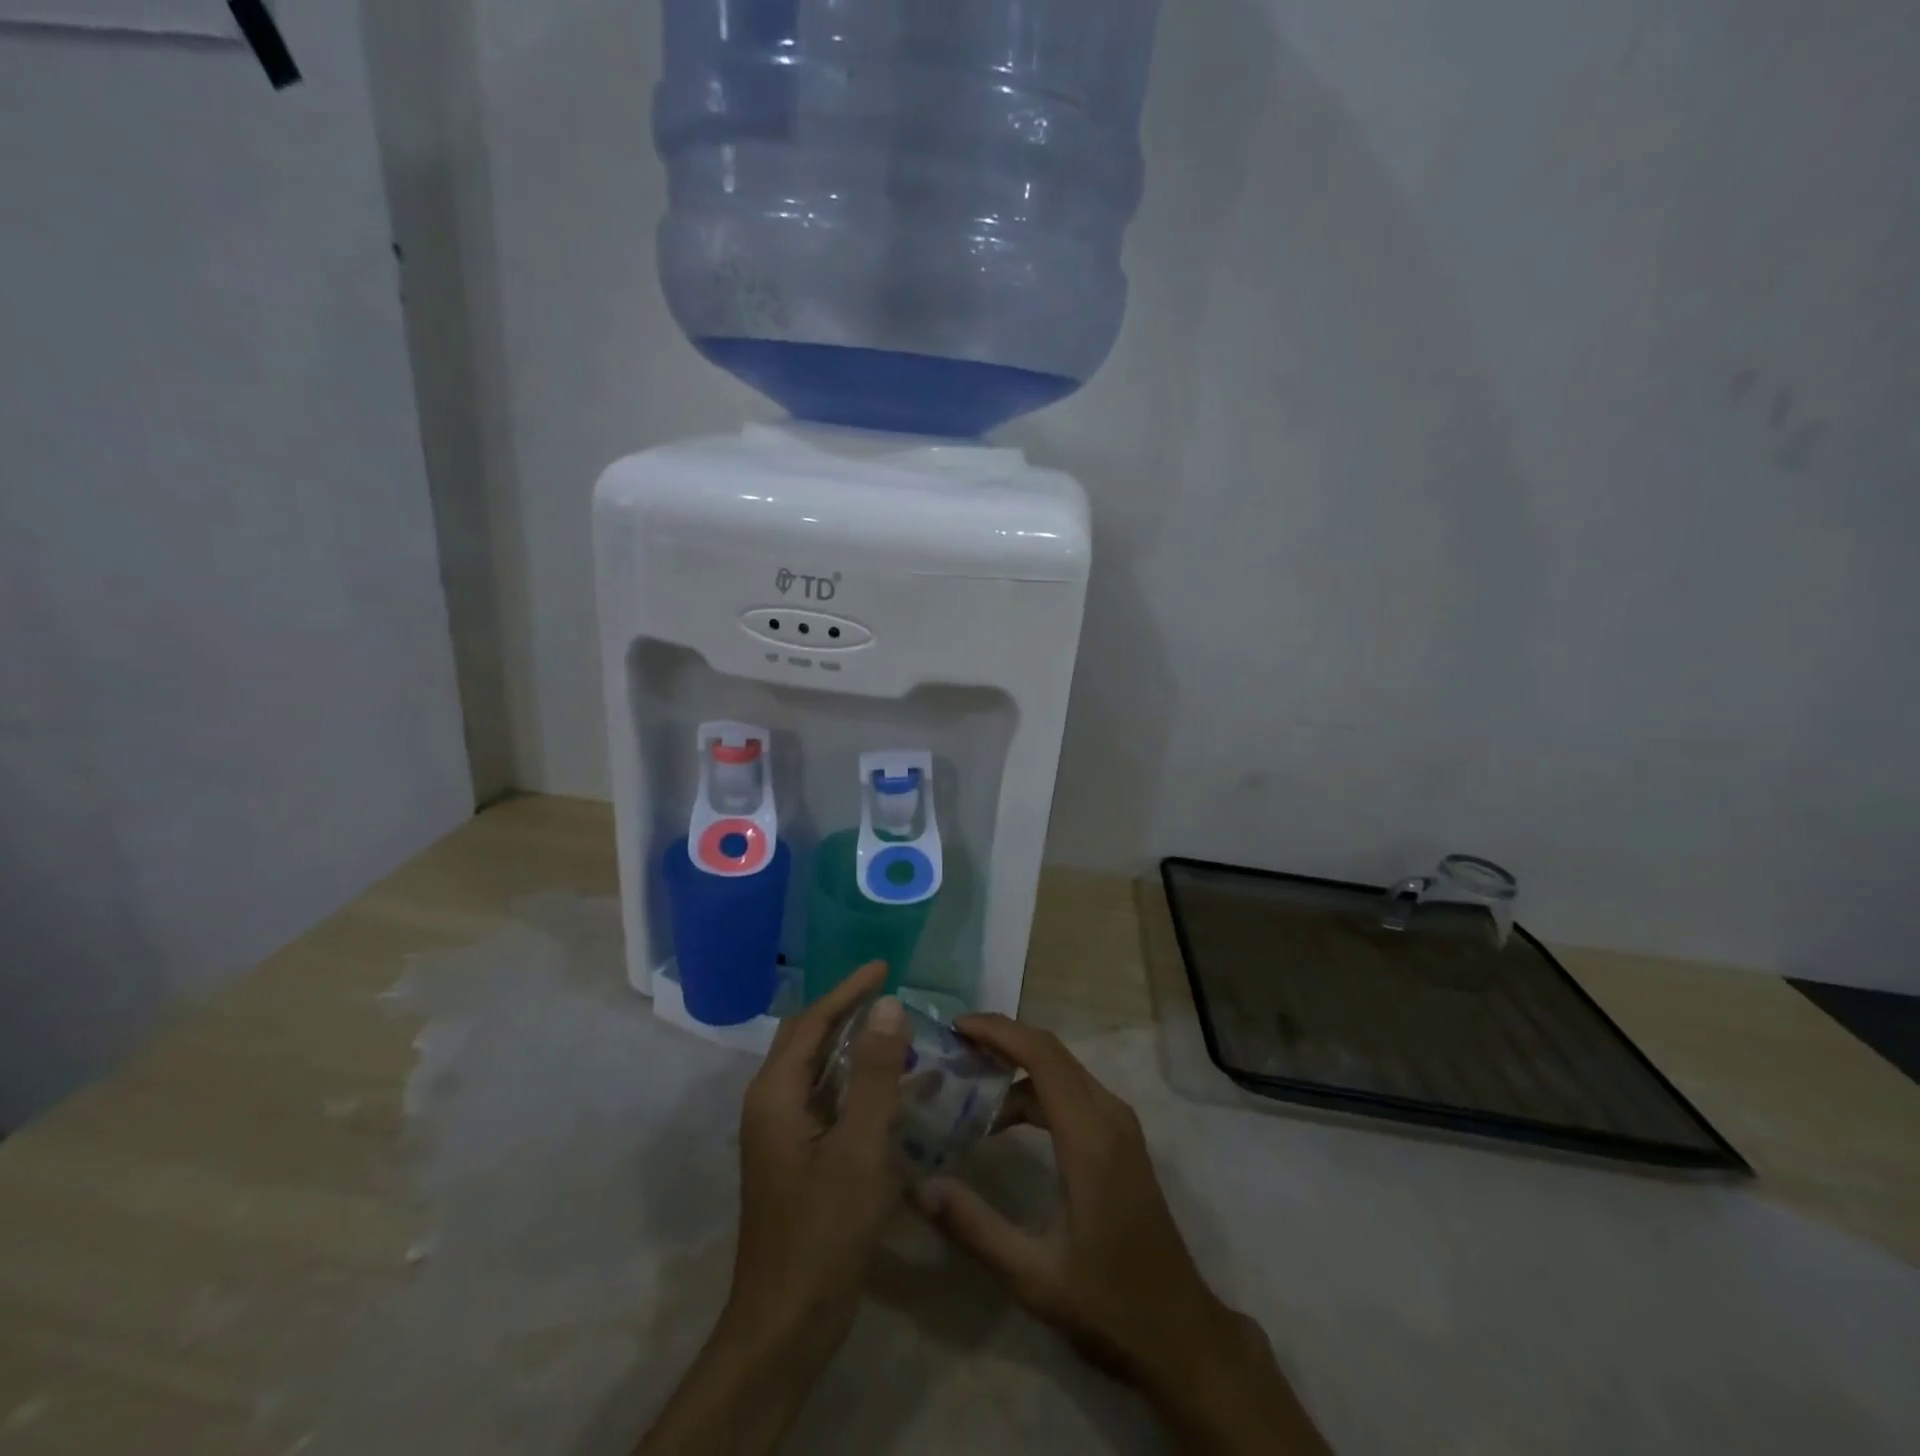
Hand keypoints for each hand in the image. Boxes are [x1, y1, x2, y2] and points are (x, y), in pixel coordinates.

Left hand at [729, 958, 908, 1349]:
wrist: (786, 1322)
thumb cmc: (824, 1230)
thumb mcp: (860, 1147)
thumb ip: (875, 1073)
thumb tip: (888, 1005)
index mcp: (776, 1093)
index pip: (813, 1021)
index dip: (849, 990)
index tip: (885, 965)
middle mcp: (771, 1103)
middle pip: (810, 1039)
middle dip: (848, 1011)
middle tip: (891, 992)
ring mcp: (781, 1132)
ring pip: (820, 1070)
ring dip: (856, 1047)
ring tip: (899, 1032)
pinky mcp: (796, 1156)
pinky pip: (828, 1101)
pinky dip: (859, 1084)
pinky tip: (896, 1089)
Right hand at [913, 1016, 1328, 1454]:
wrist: (1179, 1330)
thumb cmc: (1107, 1302)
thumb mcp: (1033, 1275)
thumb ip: (974, 1227)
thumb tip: (917, 1187)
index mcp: (1089, 1137)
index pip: (1040, 1055)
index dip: (998, 1032)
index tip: (956, 1027)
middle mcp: (1108, 1115)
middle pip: (1051, 1051)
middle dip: (1002, 1038)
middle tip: (954, 1046)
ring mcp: (1119, 1124)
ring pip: (1063, 1068)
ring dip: (1018, 1064)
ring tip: (969, 1079)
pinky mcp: (1121, 1138)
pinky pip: (1074, 1090)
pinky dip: (1036, 1089)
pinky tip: (1005, 1120)